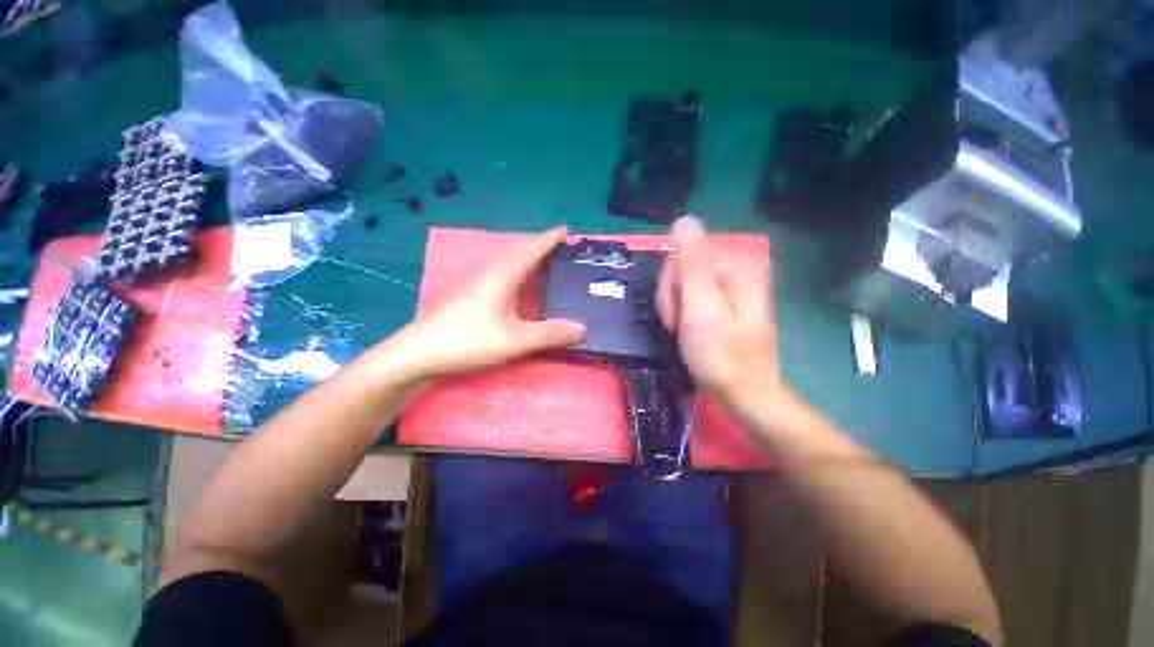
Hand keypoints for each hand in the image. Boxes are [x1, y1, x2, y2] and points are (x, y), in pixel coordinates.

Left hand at [383, 226, 585, 381]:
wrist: (417, 352)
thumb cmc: (467, 340)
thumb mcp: (515, 340)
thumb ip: (549, 334)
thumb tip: (583, 329)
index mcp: (503, 277)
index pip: (531, 250)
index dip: (550, 239)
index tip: (566, 230)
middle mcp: (490, 275)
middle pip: (519, 251)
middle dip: (540, 246)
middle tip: (561, 248)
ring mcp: (477, 285)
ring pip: (508, 263)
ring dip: (528, 258)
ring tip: (545, 264)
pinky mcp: (470, 297)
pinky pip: (501, 275)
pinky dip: (517, 273)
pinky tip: (519, 288)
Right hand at [656, 217, 778, 403]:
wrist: (744, 393)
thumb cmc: (720, 356)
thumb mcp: (701, 309)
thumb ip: (692, 264)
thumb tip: (683, 220)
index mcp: (737, 265)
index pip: (683, 256)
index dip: (671, 286)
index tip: (677, 316)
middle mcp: (739, 266)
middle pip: (684, 266)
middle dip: (673, 296)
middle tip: (679, 326)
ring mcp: (734, 283)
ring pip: (685, 281)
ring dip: (676, 306)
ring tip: (684, 331)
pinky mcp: (727, 298)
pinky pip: (692, 292)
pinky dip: (684, 310)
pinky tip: (690, 328)